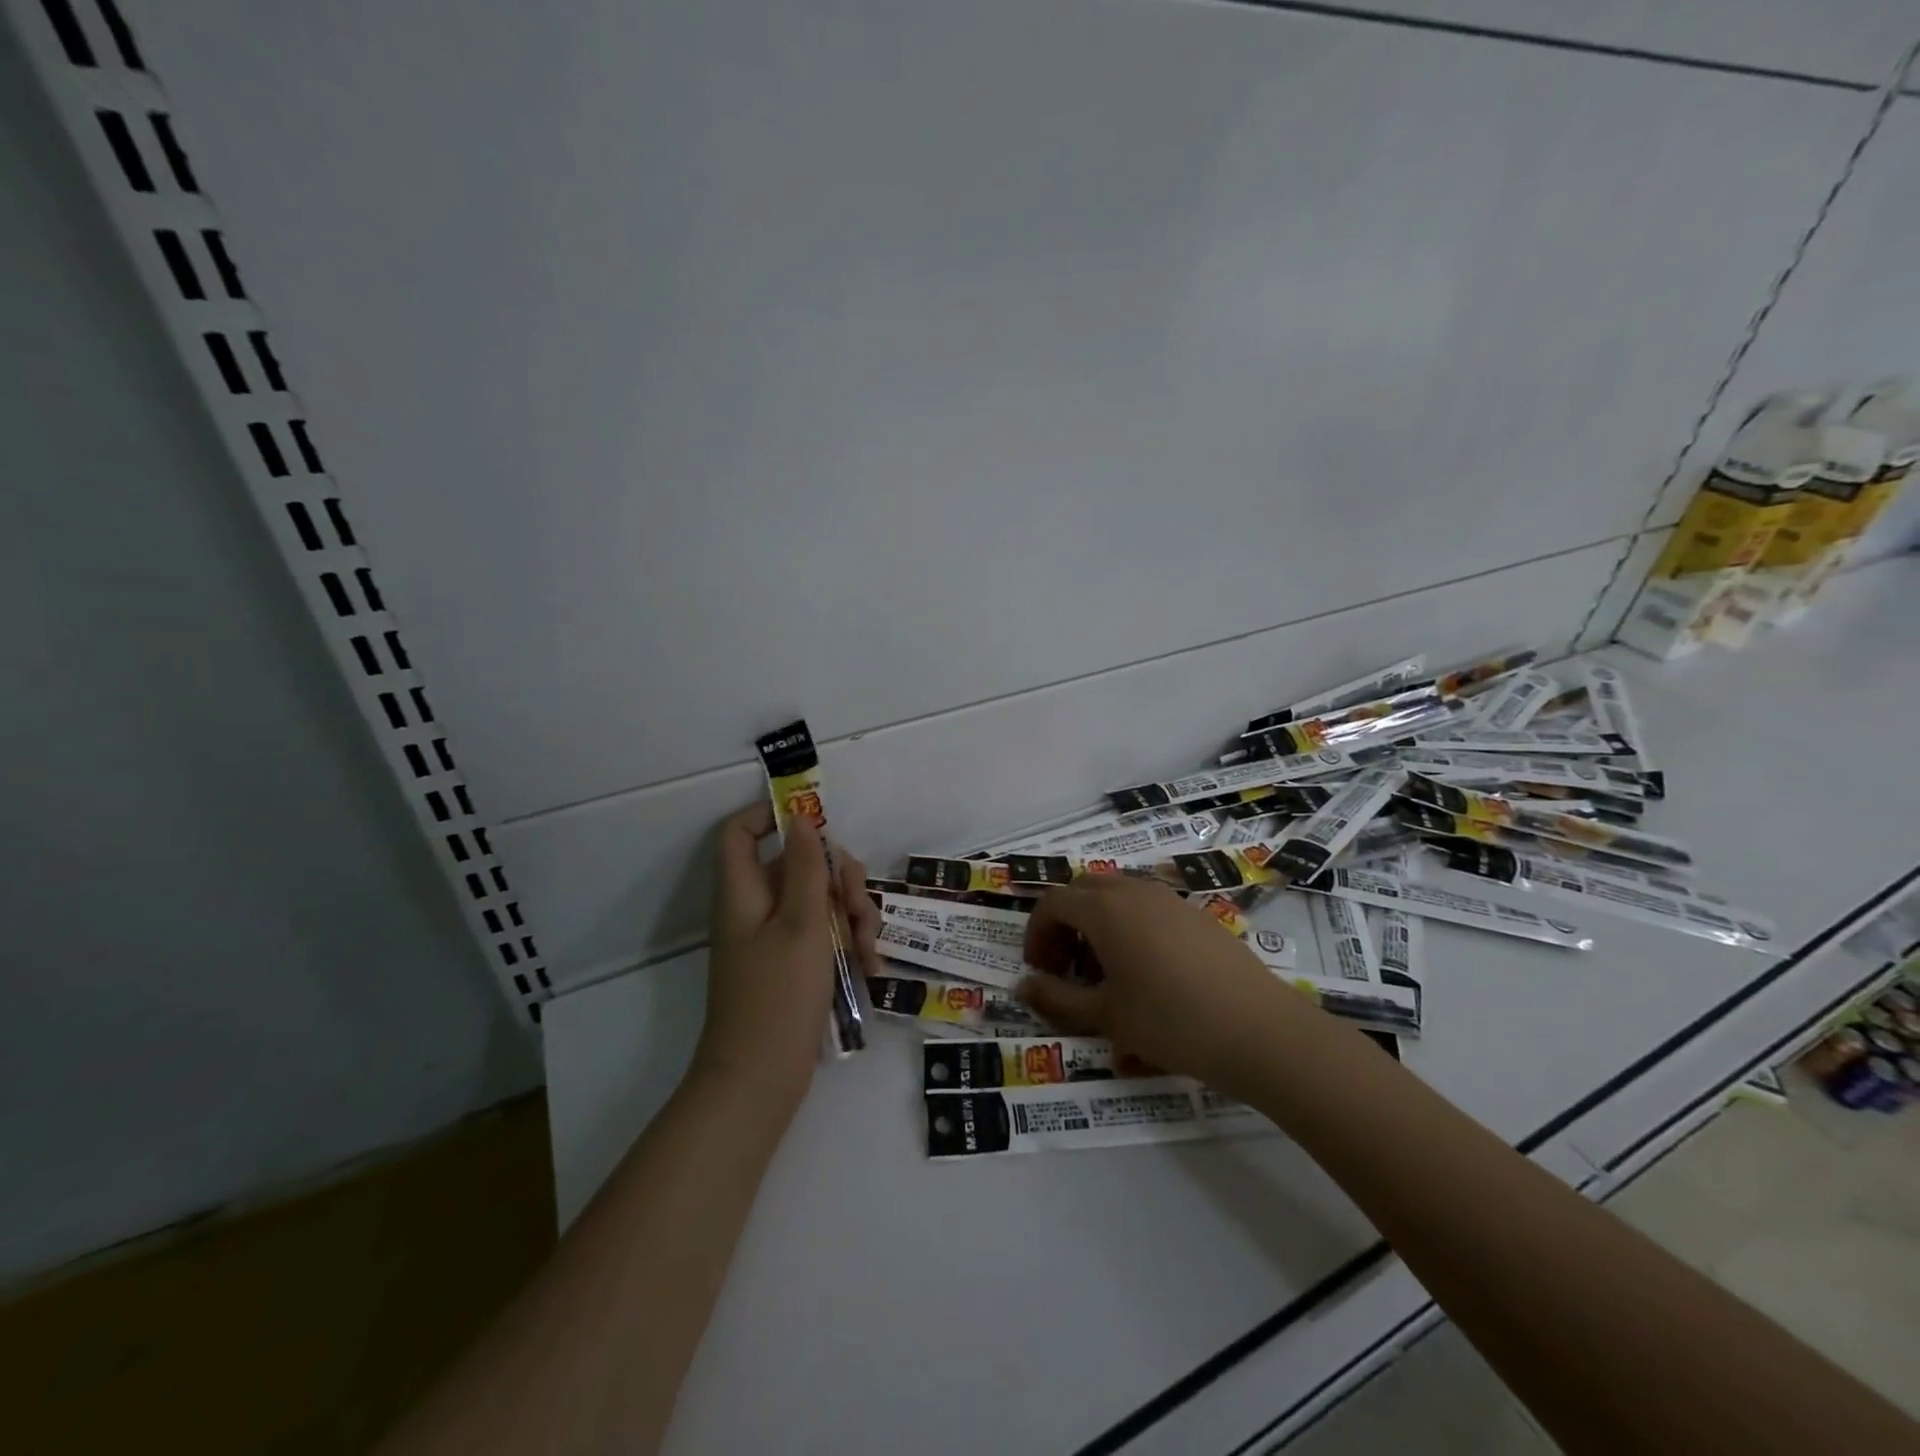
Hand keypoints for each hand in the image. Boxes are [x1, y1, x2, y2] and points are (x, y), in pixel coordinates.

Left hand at [696, 802, 881, 1110]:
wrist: (760, 1081)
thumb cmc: (779, 996)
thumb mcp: (802, 924)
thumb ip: (806, 867)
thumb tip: (800, 819)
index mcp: (744, 892)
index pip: (741, 832)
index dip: (771, 816)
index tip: (817, 823)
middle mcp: (756, 909)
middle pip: (797, 865)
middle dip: (839, 879)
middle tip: (861, 905)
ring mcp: (775, 939)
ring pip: (819, 901)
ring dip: (853, 915)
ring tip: (870, 948)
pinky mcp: (792, 966)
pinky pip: (823, 936)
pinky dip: (847, 944)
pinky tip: (870, 968)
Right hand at [1017, 876, 1322, 1098]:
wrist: (1259, 1030)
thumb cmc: (1171, 1022)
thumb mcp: (1105, 1017)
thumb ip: (1057, 999)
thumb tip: (1023, 986)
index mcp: (1104, 909)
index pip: (1052, 903)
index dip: (1036, 934)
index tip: (1039, 971)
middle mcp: (1134, 892)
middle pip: (1083, 890)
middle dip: (1065, 924)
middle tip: (1066, 967)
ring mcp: (1170, 899)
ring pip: (1118, 896)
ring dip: (1098, 925)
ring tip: (1105, 975)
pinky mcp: (1197, 914)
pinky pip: (1148, 908)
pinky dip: (1130, 928)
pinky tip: (1147, 974)